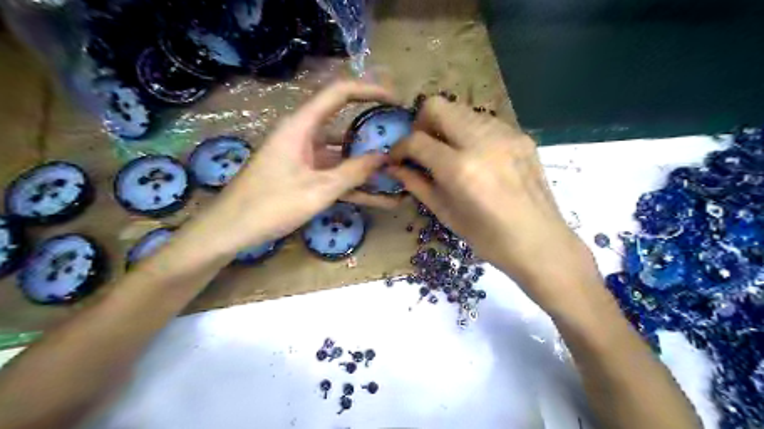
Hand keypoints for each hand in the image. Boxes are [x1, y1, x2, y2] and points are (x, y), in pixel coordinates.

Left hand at [195, 81, 395, 251]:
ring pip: (341, 155)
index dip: (369, 90)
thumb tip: (384, 158)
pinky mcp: (302, 176)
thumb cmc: (270, 205)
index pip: (339, 93)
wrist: (230, 231)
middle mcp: (303, 136)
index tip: (395, 100)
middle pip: (344, 125)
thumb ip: (353, 172)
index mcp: (301, 126)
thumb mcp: (318, 190)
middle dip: (373, 132)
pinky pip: (333, 175)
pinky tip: (379, 199)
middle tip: (402, 139)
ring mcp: (303, 158)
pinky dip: (353, 184)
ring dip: (366, 166)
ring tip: (398, 174)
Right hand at [389, 97, 603, 304]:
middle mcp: (482, 141)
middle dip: (421, 124)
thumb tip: (394, 168)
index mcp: (460, 169)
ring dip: (447, 127)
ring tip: (449, 153)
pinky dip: (470, 132)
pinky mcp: (521, 135)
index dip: (400, 147)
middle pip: (438, 107)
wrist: (541, 242)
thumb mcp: (446, 214)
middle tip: (422, 148)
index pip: (417, 140)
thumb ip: (417, 185)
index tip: (397, 158)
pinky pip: (485, 122)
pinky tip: (475, 156)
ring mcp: (506, 134)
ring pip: (462, 110)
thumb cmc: (489, 239)